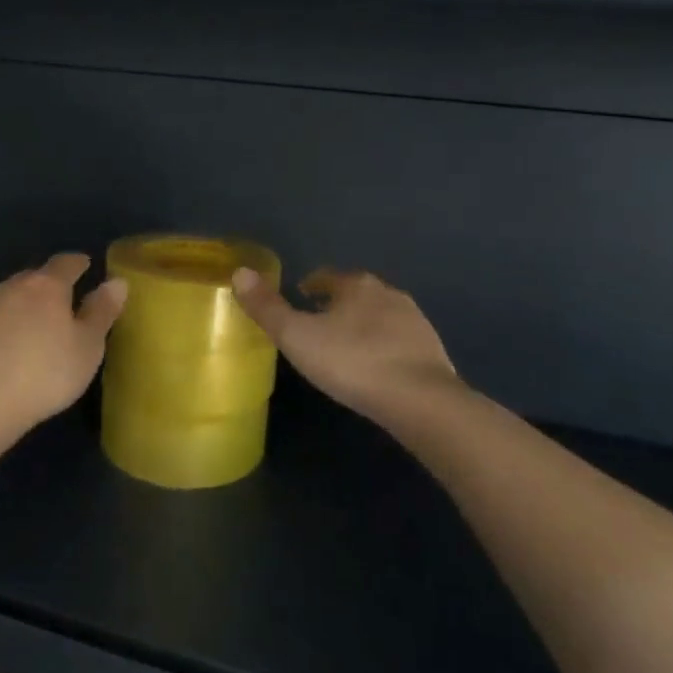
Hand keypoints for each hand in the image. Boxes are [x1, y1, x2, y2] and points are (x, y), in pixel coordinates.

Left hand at [0, 254, 126, 435]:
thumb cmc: (44, 373)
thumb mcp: (87, 346)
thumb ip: (101, 311)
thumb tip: (117, 281)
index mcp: (47, 286)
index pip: (66, 263)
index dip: (79, 263)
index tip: (87, 265)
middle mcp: (13, 287)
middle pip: (35, 277)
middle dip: (50, 284)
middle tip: (64, 300)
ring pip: (10, 297)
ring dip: (24, 305)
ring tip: (37, 324)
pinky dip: (4, 326)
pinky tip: (8, 348)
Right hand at [231, 267, 464, 421]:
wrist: (421, 400)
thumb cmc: (352, 363)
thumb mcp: (298, 337)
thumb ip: (267, 307)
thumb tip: (240, 272)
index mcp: (355, 285)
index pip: (327, 277)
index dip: (310, 287)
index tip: (299, 300)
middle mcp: (388, 293)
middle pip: (355, 293)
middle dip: (337, 305)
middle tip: (318, 328)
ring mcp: (415, 320)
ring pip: (380, 315)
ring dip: (363, 326)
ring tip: (345, 349)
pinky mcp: (432, 349)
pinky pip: (399, 340)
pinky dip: (384, 347)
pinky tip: (376, 368)